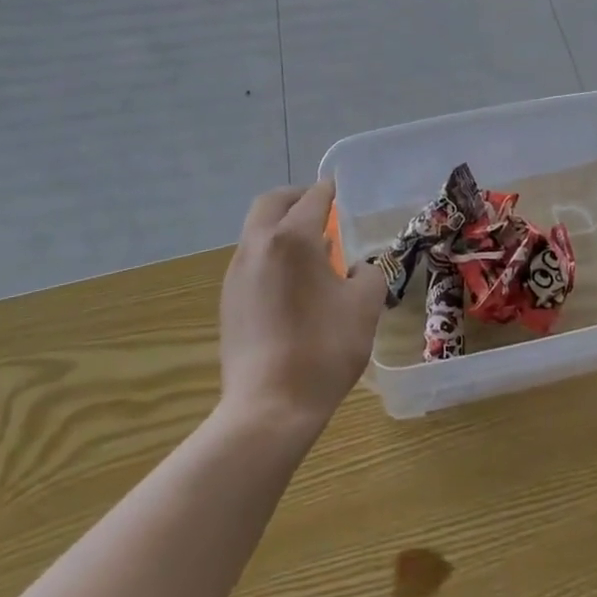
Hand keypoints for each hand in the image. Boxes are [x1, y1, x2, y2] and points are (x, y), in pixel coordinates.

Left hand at [219, 181, 386, 432]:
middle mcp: (258, 246)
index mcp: (292, 238)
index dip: (327, 191)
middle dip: (295, 198)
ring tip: (309, 247)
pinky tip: (291, 281)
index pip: (312, 199)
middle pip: (271, 204)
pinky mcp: (228, 300)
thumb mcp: (364, 307)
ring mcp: (237, 274)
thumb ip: (368, 274)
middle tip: (318, 208)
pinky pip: (250, 259)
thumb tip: (355, 269)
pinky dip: (270, 253)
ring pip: (256, 231)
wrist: (269, 407)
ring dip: (280, 227)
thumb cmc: (324, 349)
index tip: (336, 189)